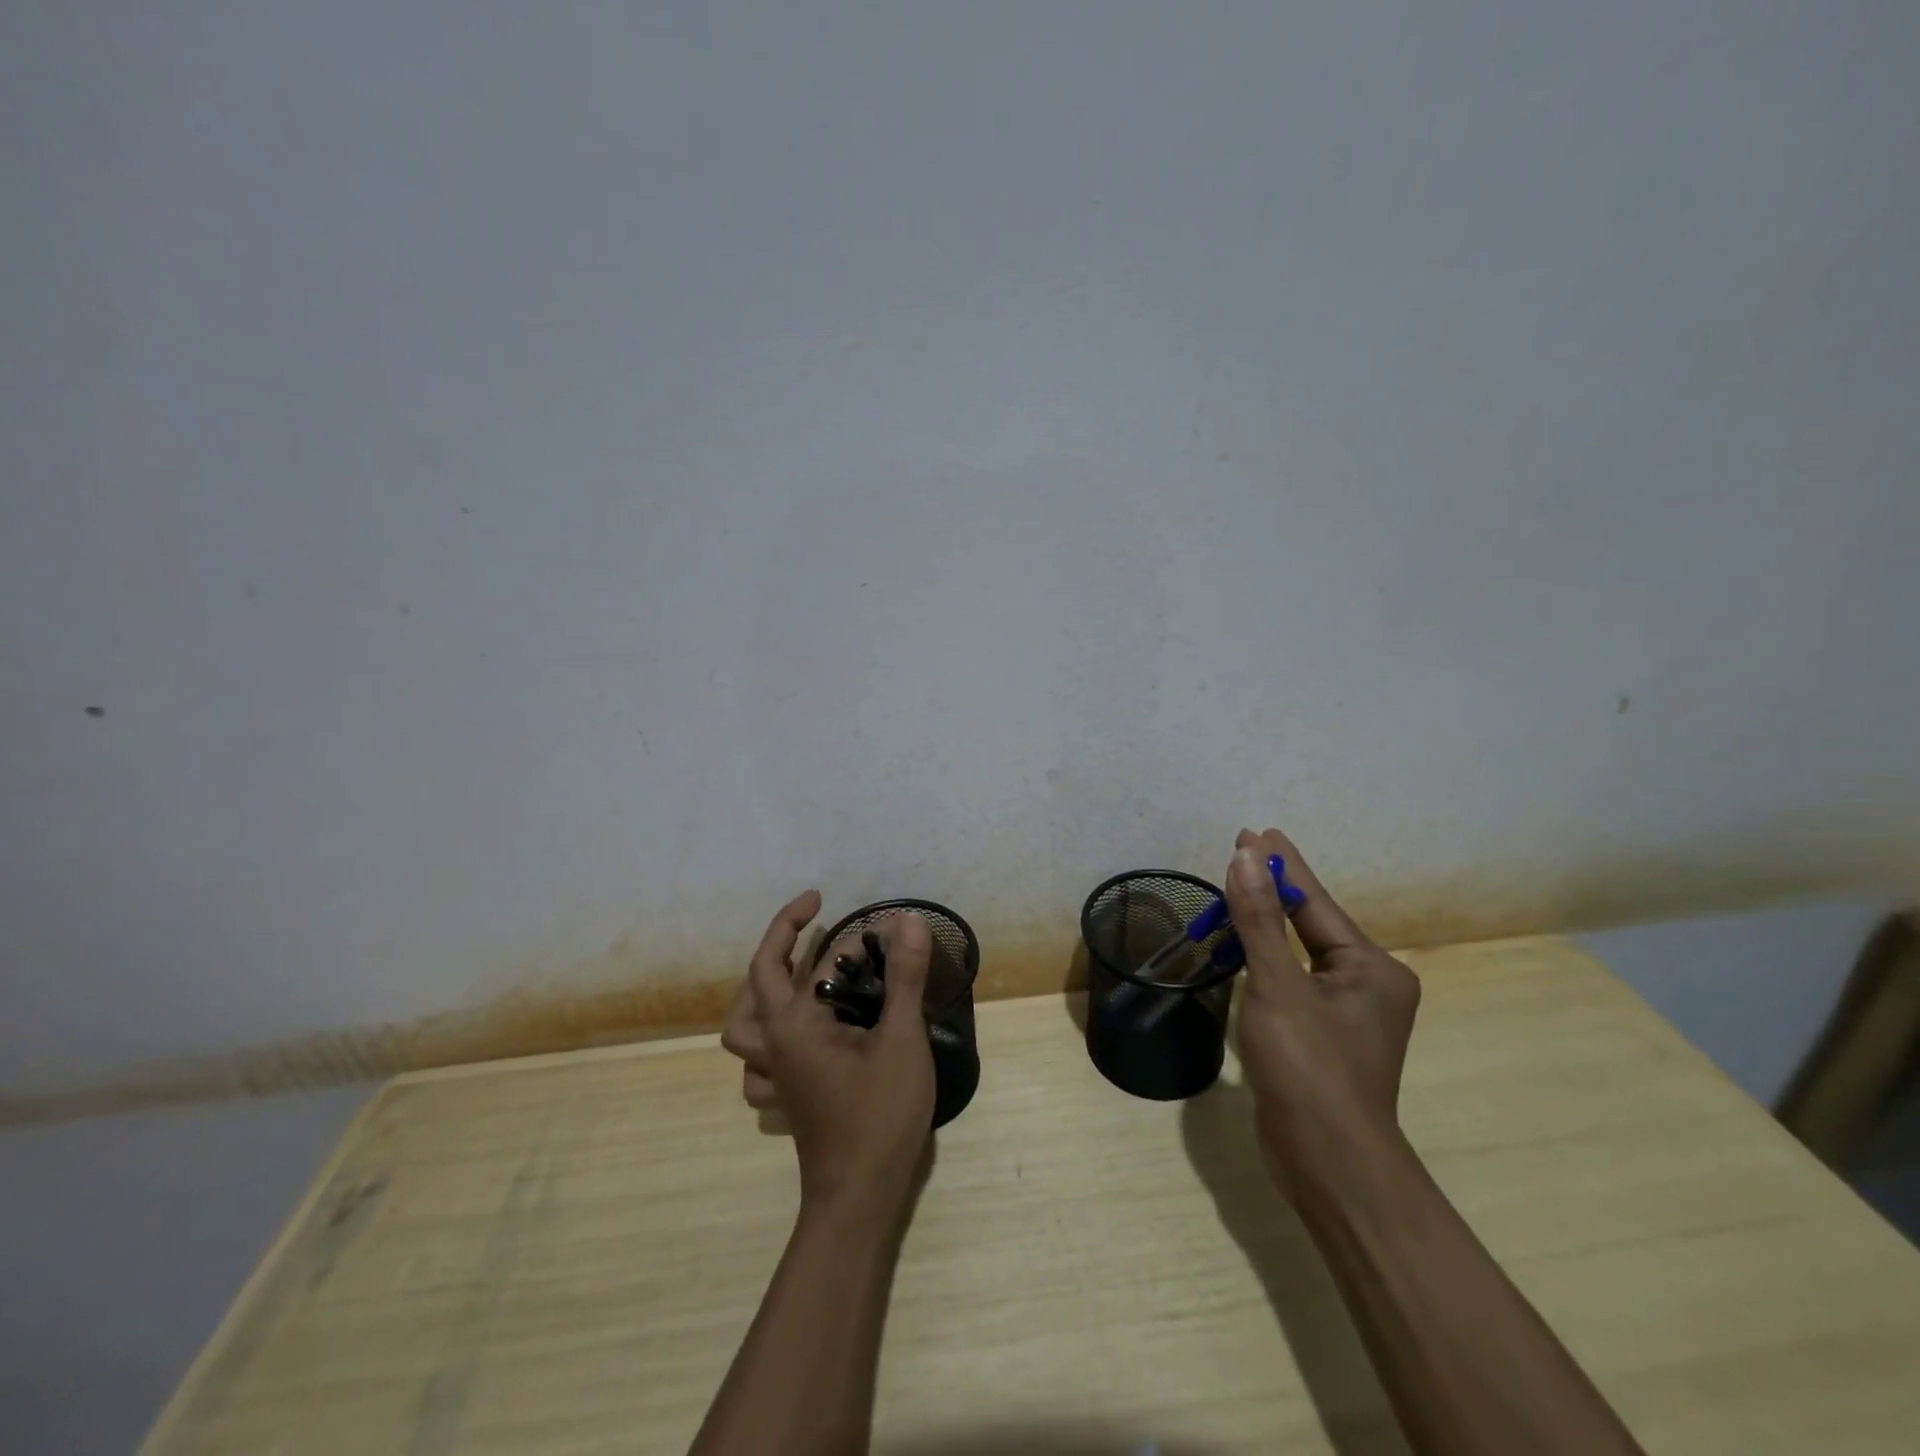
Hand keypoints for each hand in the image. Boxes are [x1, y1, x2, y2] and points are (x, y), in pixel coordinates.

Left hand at [723, 892, 937, 1216]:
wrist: (858, 1196)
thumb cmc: (879, 1114)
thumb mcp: (900, 1039)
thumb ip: (903, 978)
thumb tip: (907, 920)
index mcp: (794, 1024)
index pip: (806, 961)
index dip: (829, 932)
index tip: (852, 912)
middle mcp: (773, 1043)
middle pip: (758, 978)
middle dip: (781, 936)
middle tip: (812, 913)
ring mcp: (775, 1072)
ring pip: (744, 1021)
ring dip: (761, 986)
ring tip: (791, 968)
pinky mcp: (785, 1095)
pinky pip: (756, 1059)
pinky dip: (765, 1038)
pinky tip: (792, 1035)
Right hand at [1224, 827, 1420, 1200]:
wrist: (1328, 1164)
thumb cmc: (1309, 1067)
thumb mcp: (1278, 985)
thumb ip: (1259, 919)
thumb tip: (1245, 856)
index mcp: (1372, 967)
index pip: (1316, 902)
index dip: (1282, 865)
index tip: (1255, 832)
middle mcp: (1367, 984)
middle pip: (1309, 923)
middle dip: (1273, 889)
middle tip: (1239, 852)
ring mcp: (1346, 1013)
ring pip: (1298, 952)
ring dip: (1265, 922)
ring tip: (1235, 889)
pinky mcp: (1321, 1036)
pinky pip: (1291, 979)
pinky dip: (1265, 956)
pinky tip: (1243, 944)